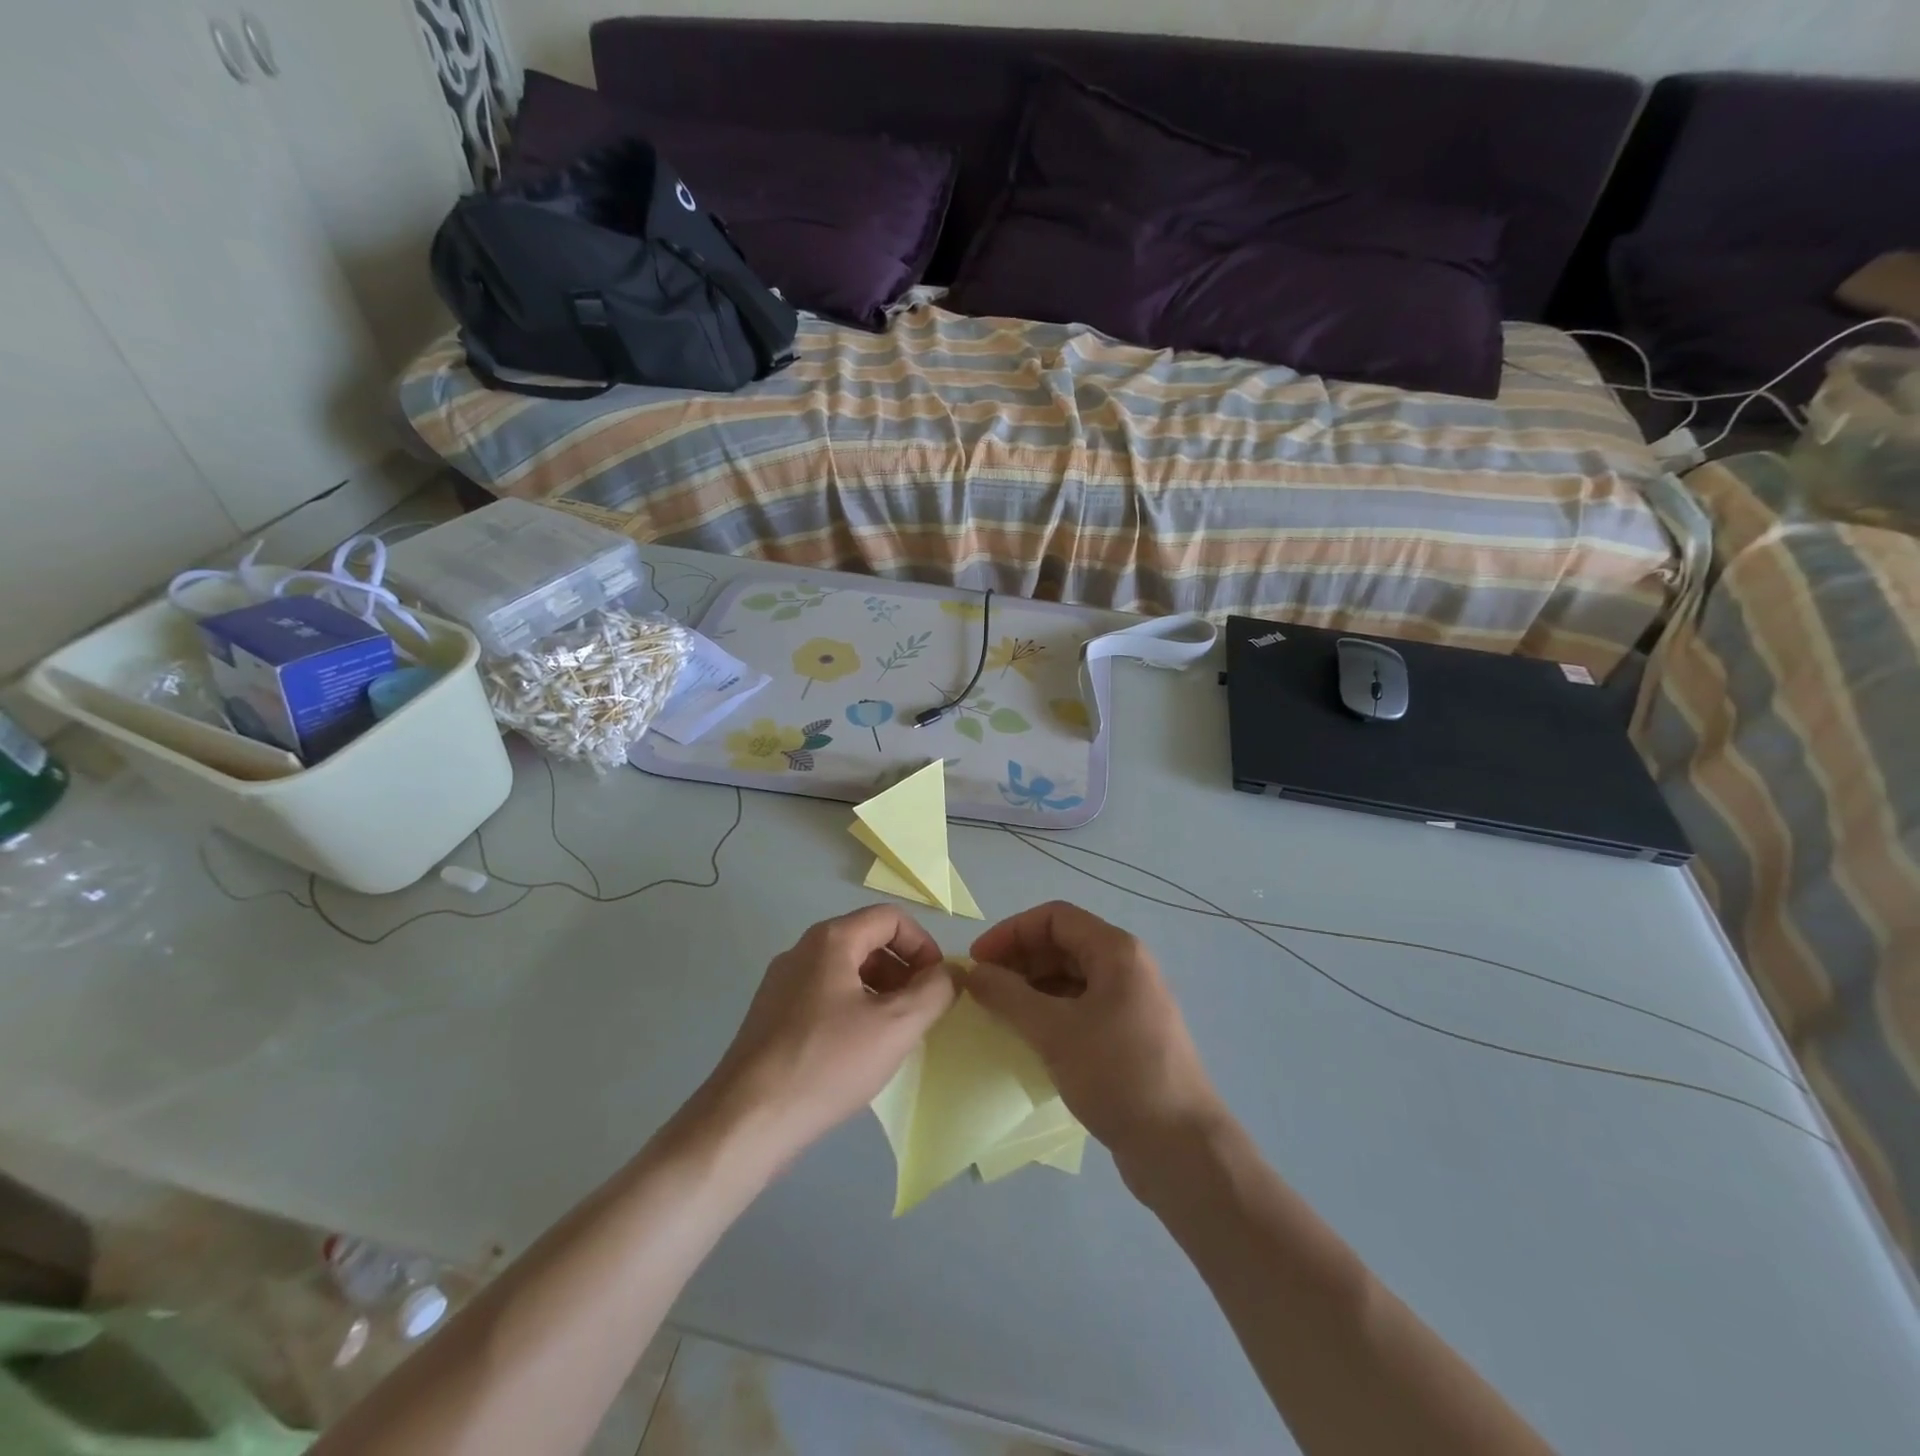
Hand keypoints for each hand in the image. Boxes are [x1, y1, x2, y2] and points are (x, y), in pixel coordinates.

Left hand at [704, 906, 956, 1158]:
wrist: (747, 1121)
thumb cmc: (827, 1063)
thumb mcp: (896, 1026)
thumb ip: (933, 991)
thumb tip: (948, 973)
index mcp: (831, 940)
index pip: (891, 918)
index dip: (923, 945)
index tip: (937, 985)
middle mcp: (802, 951)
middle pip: (867, 941)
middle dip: (903, 971)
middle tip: (920, 1013)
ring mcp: (782, 984)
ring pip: (846, 971)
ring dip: (880, 993)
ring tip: (893, 1035)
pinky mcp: (771, 1016)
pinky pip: (825, 996)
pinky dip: (853, 1010)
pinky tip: (858, 1052)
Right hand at [969, 902, 1223, 1160]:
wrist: (1181, 1147)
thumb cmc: (1117, 1074)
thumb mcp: (1054, 1032)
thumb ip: (1008, 996)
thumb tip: (973, 973)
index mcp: (1116, 951)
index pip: (1054, 918)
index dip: (1011, 932)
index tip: (977, 961)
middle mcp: (1127, 967)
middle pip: (1063, 944)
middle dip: (1019, 960)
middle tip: (983, 989)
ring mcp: (1131, 1001)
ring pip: (1071, 977)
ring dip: (1032, 987)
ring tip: (999, 1012)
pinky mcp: (1129, 1034)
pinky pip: (1081, 1006)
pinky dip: (1051, 1011)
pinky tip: (1028, 1036)